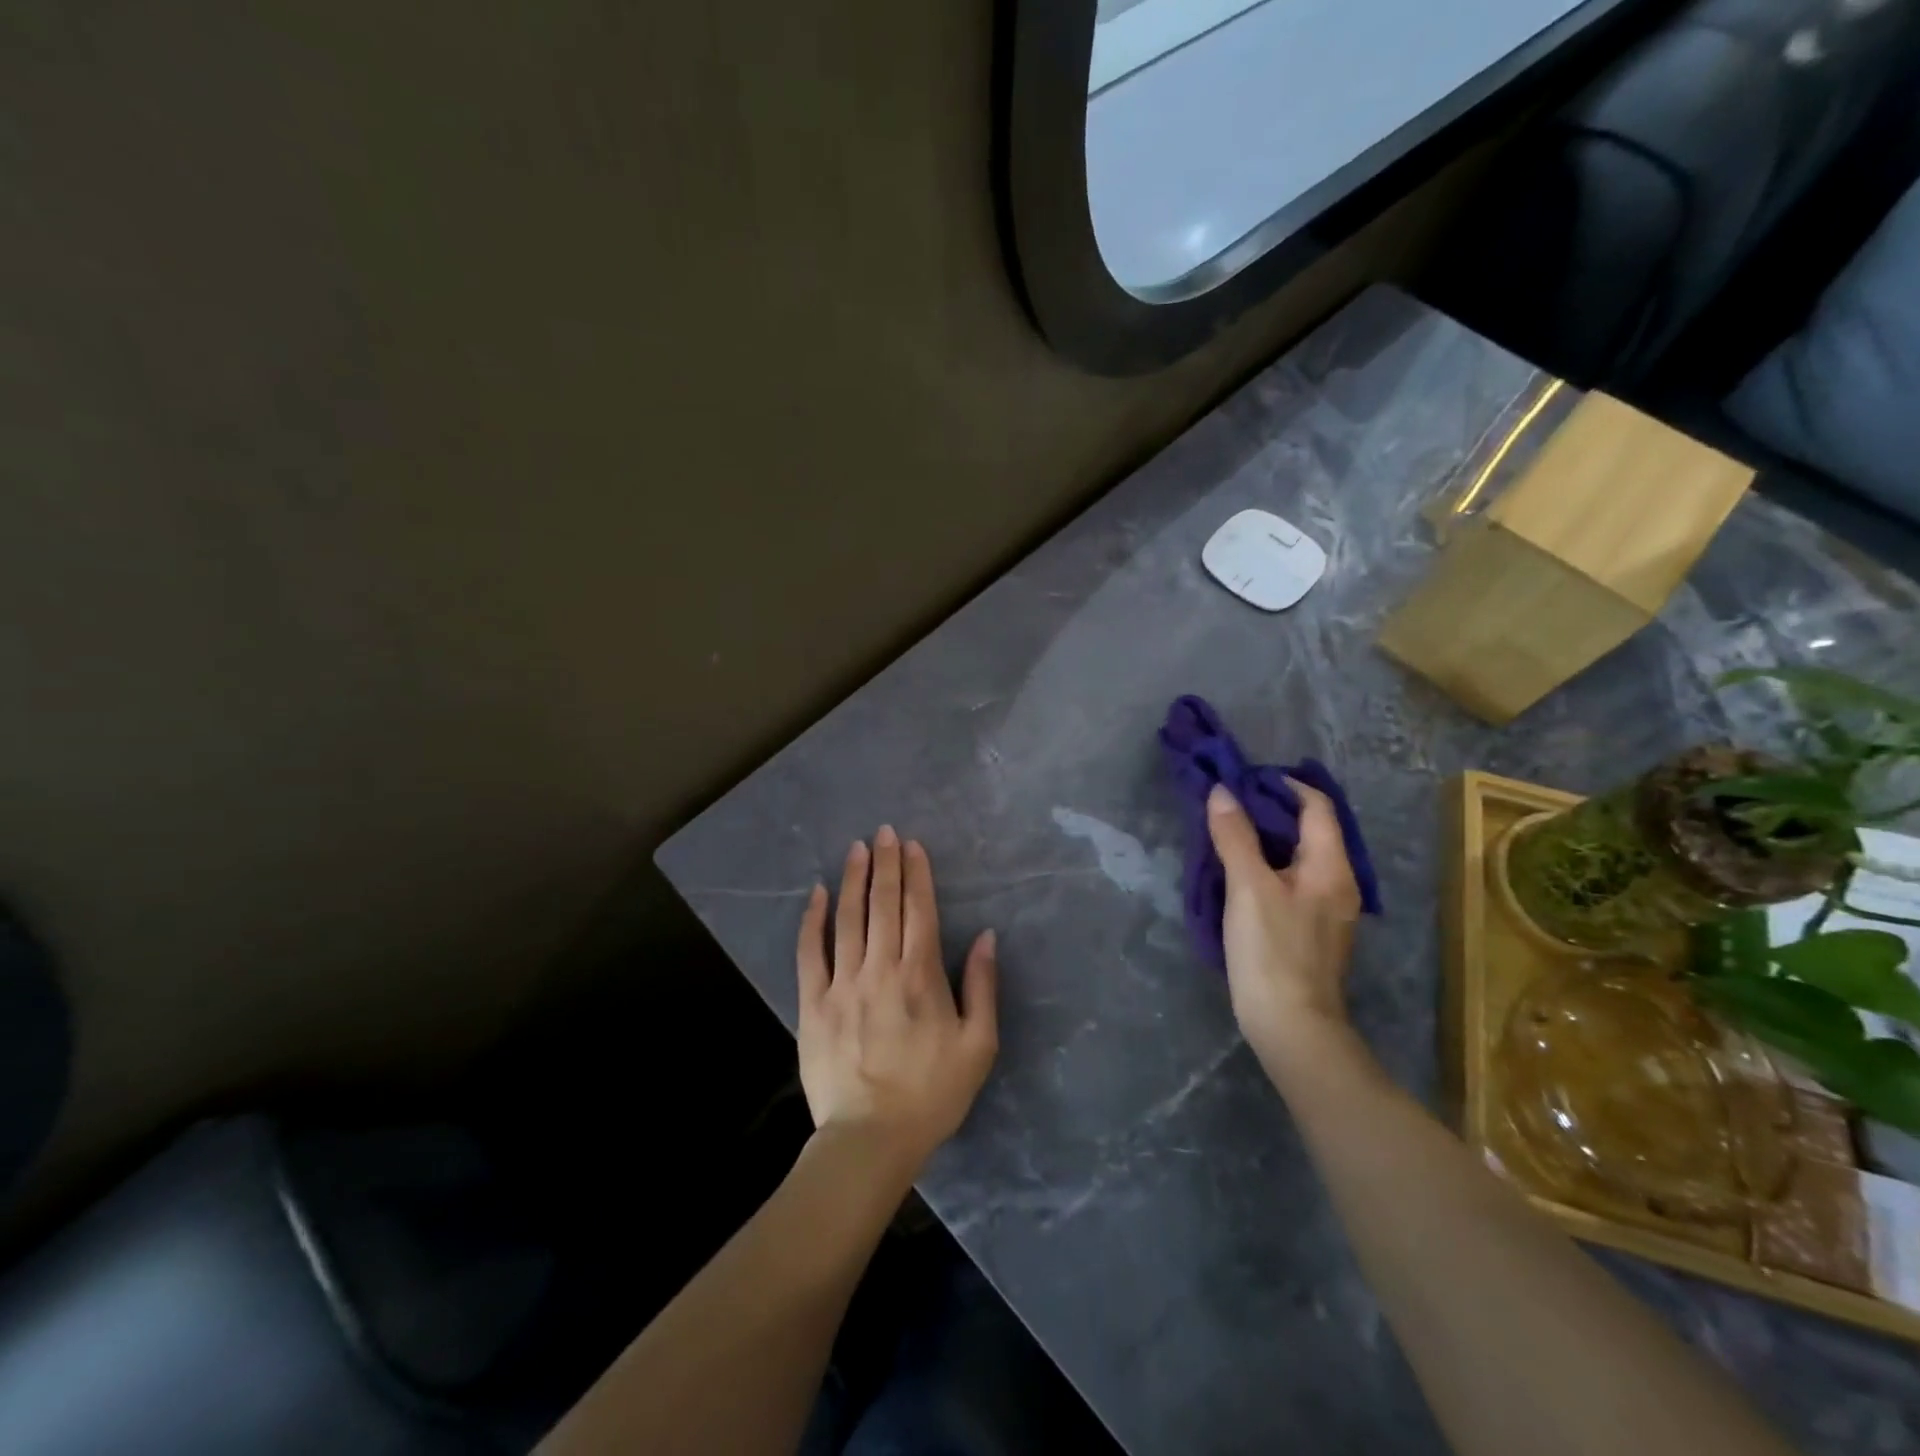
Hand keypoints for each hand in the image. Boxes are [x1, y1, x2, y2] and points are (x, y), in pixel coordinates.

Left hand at [796, 827, 998, 1184]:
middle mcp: (881, 969)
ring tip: (857, 848)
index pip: (920, 911)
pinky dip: (813, 920)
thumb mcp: (978, 1045)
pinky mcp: (813, 1002)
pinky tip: (818, 893)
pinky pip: (811, 951)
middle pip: (884, 905)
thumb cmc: (932, 1093)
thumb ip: (983, 986)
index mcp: (921, 976)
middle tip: (885, 832)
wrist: (871, 1138)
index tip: (913, 845)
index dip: (917, 874)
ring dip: (854, 879)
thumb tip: (986, 936)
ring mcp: (843, 983)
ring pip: (848, 919)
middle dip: (886, 864)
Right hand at [1206, 780, 1360, 1072]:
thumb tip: (1222, 792)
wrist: (1290, 1025)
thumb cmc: (1271, 950)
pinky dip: (1267, 867)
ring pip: (1298, 858)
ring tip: (1226, 832)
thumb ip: (1235, 836)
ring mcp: (1326, 910)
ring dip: (1265, 840)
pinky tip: (1238, 874)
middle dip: (1270, 811)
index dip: (1283, 785)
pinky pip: (1291, 882)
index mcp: (1330, 866)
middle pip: (1309, 830)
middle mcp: (1337, 883)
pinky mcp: (1310, 931)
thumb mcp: (1248, 886)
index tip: (1243, 779)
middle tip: (1227, 803)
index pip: (1317, 806)